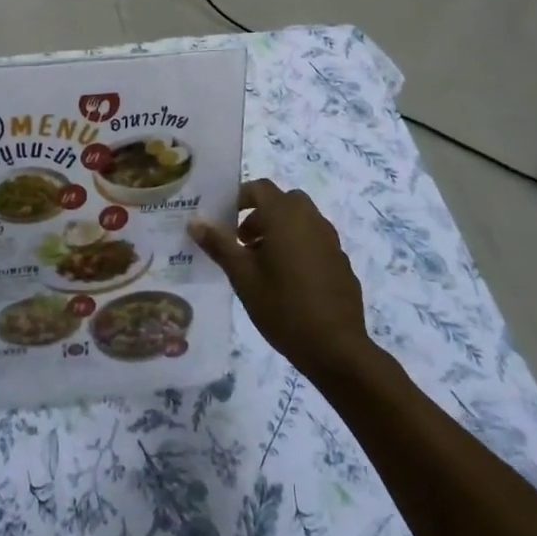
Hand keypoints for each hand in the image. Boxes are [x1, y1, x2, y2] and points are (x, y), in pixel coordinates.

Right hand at [190, 179, 374, 381]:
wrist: (336, 347)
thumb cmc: (282, 306)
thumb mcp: (242, 276)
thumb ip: (219, 244)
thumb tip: (195, 221)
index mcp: (285, 215)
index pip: (260, 188)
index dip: (239, 198)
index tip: (225, 221)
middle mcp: (311, 219)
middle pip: (283, 201)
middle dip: (260, 215)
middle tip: (243, 243)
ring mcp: (331, 240)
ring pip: (301, 221)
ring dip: (280, 231)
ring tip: (262, 265)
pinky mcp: (341, 262)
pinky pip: (315, 242)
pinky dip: (299, 248)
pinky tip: (289, 283)